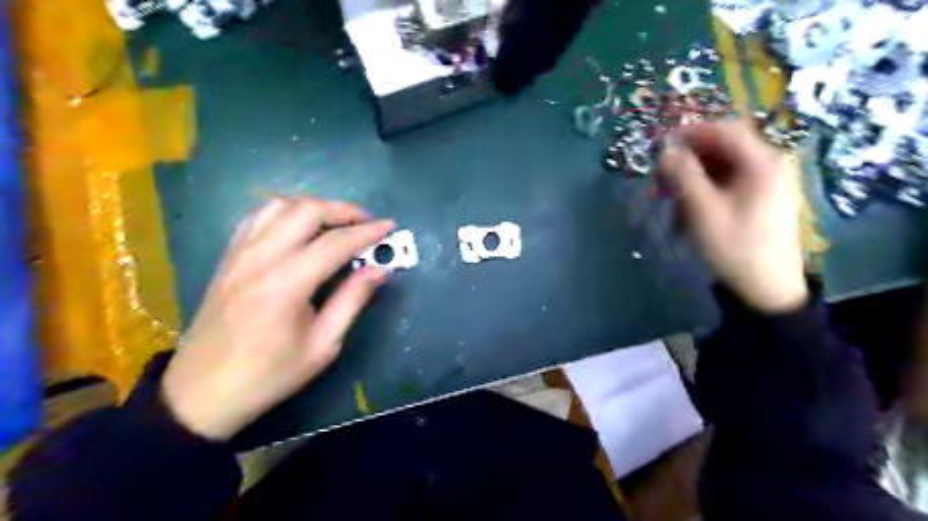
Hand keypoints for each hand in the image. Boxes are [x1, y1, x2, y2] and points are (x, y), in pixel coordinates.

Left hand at [160, 197, 391, 441]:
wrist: (202, 393)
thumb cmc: (269, 375)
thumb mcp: (322, 346)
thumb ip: (352, 301)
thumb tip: (379, 270)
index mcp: (286, 284)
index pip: (335, 243)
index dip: (367, 232)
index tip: (389, 226)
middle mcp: (260, 258)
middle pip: (306, 211)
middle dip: (343, 210)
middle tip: (367, 221)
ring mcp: (239, 254)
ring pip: (279, 205)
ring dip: (314, 207)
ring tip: (337, 222)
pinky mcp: (228, 257)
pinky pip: (257, 217)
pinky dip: (285, 212)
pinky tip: (299, 227)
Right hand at [659, 119, 805, 310]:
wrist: (766, 288)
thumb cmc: (735, 247)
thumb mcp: (704, 211)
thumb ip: (684, 176)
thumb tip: (666, 150)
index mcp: (763, 164)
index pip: (726, 131)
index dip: (693, 132)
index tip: (663, 142)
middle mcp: (770, 167)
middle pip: (724, 148)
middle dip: (689, 158)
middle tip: (661, 173)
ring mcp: (767, 184)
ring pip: (724, 167)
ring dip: (694, 175)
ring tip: (669, 193)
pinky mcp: (761, 199)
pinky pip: (729, 183)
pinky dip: (705, 188)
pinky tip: (688, 206)